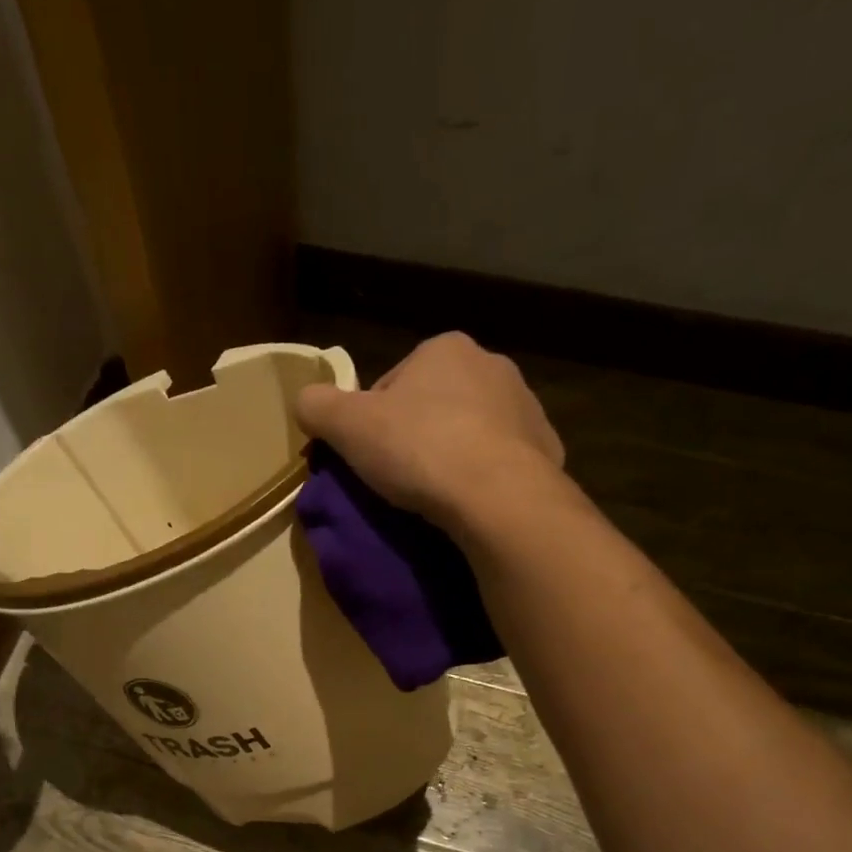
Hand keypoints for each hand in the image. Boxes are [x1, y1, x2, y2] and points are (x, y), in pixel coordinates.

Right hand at [296, 332, 564, 529]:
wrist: (497, 496)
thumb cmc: (418, 449)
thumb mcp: (347, 426)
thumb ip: (317, 405)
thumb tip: (306, 401)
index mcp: (444, 348)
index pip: (392, 384)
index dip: (371, 422)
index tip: (367, 457)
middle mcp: (491, 365)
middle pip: (434, 404)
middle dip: (415, 436)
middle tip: (398, 478)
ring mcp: (526, 406)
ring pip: (471, 431)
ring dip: (451, 455)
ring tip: (434, 495)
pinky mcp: (546, 449)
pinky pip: (501, 461)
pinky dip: (484, 477)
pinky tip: (469, 503)